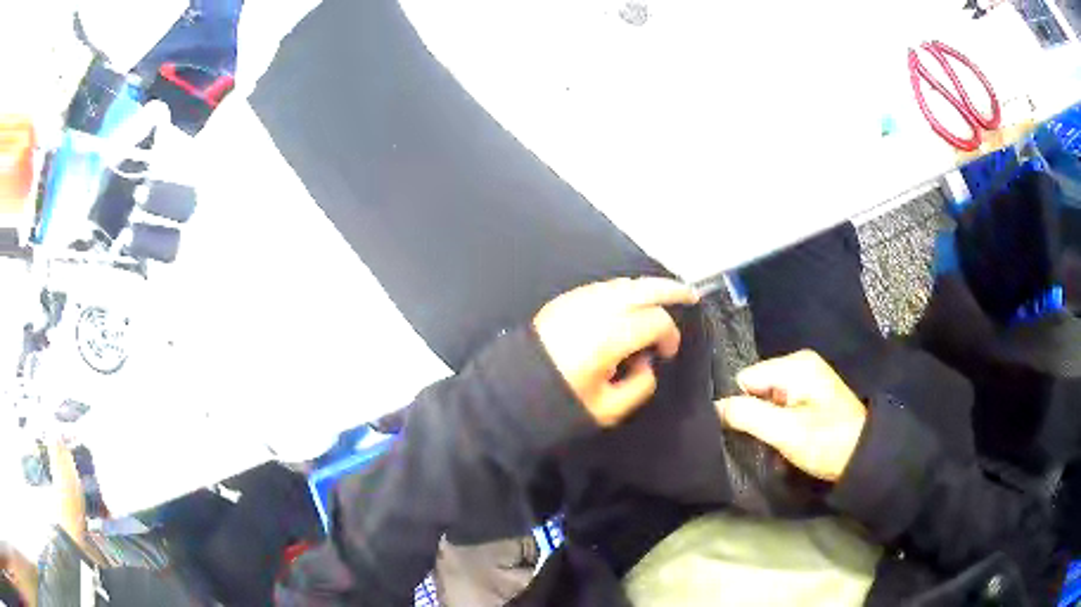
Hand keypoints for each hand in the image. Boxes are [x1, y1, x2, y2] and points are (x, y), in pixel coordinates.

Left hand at [534, 277, 697, 426]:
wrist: (511, 392)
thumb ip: (639, 386)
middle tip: (690, 295)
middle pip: (642, 288)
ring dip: (646, 287)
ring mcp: (577, 301)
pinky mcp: (564, 300)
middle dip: (669, 289)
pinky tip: (631, 301)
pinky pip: (603, 287)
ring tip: (664, 296)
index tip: (668, 354)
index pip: (654, 321)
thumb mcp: (607, 409)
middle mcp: (596, 310)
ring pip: (622, 283)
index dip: (670, 335)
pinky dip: (623, 290)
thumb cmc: (560, 403)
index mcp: (609, 337)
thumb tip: (647, 363)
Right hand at [716, 350, 866, 481]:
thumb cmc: (826, 441)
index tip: (742, 431)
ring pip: (766, 398)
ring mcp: (806, 379)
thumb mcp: (786, 431)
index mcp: (795, 364)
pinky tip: (783, 439)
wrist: (863, 457)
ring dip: (765, 422)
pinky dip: (777, 423)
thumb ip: (748, 416)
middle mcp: (800, 364)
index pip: (746, 378)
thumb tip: (714, 407)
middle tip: (760, 440)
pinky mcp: (810, 395)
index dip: (740, 405)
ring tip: (772, 443)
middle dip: (753, 414)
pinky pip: (780, 404)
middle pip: (756, 387)